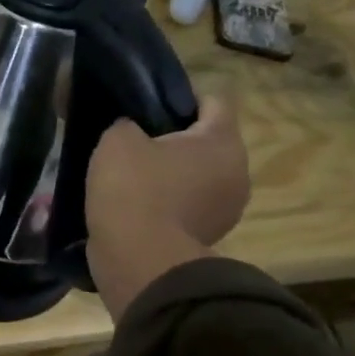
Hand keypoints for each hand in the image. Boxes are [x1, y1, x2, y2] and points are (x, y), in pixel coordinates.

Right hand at [85, 97, 250, 320]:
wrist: (138, 259)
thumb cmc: (133, 188)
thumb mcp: (117, 140)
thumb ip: (128, 124)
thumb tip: (133, 131)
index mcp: (222, 141)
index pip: (213, 101)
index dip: (180, 96)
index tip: (148, 104)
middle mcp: (237, 172)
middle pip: (207, 141)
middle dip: (175, 139)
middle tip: (135, 140)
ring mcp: (227, 209)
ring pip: (199, 176)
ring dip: (172, 173)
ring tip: (132, 176)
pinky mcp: (209, 236)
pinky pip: (189, 206)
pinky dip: (168, 202)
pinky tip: (136, 205)